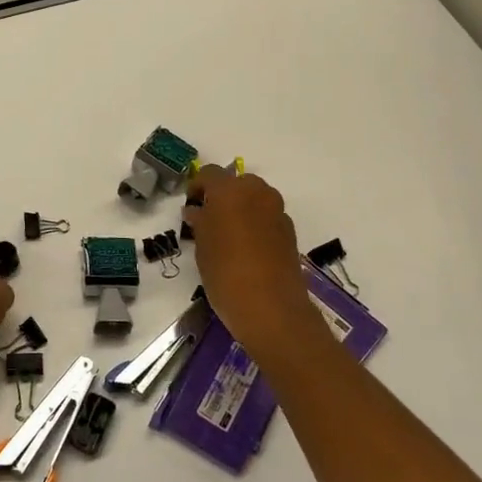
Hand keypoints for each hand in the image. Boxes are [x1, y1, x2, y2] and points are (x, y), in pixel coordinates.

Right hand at [182, 166, 319, 357]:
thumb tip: (197, 212)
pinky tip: (247, 249)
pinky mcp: (290, 231)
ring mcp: (277, 211)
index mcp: (230, 191)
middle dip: (223, 195)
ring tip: (228, 235)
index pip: (210, 173)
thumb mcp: (202, 247)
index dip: (197, 186)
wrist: (271, 308)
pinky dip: (257, 224)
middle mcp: (257, 192)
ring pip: (255, 199)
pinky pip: (268, 217)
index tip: (190, 205)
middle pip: (237, 183)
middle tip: (209, 219)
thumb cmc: (225, 273)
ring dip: (241, 209)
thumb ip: (200, 223)